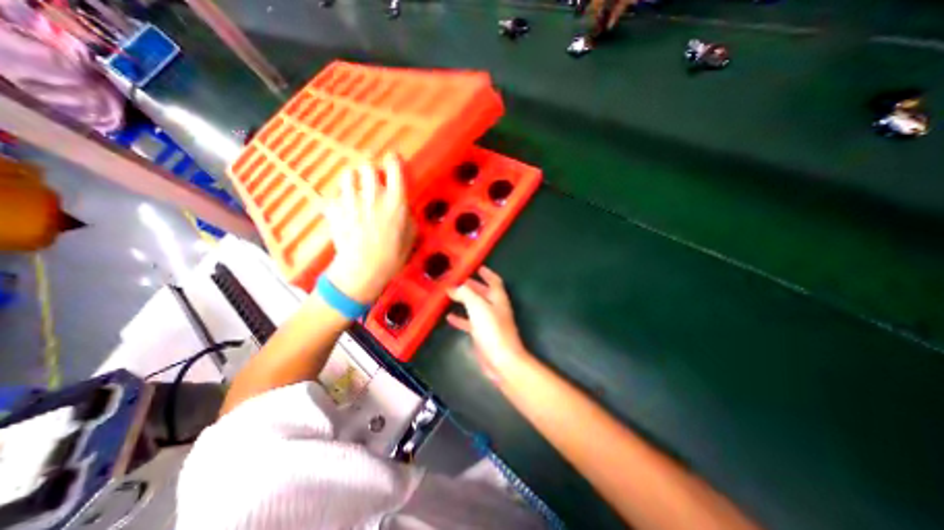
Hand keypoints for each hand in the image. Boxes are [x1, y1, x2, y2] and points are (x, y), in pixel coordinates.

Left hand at [323, 151, 413, 301]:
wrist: (362, 270)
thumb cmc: (392, 256)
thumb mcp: (411, 235)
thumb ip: (407, 214)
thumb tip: (402, 205)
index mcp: (395, 201)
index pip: (394, 167)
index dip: (393, 159)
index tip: (393, 160)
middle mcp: (372, 196)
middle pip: (368, 165)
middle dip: (372, 169)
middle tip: (374, 179)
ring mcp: (350, 201)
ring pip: (349, 174)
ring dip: (355, 179)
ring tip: (357, 190)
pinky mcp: (333, 209)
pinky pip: (335, 193)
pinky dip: (340, 197)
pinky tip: (344, 207)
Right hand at [444, 268, 526, 381]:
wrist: (501, 360)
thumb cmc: (492, 330)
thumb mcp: (478, 306)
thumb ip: (466, 294)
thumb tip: (454, 287)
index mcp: (498, 298)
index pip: (494, 281)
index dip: (487, 273)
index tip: (477, 267)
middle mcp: (495, 308)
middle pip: (484, 293)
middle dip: (473, 286)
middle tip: (459, 280)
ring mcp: (489, 322)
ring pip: (476, 307)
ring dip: (465, 300)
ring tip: (451, 294)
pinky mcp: (482, 335)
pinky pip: (470, 322)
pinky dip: (460, 318)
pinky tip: (449, 317)